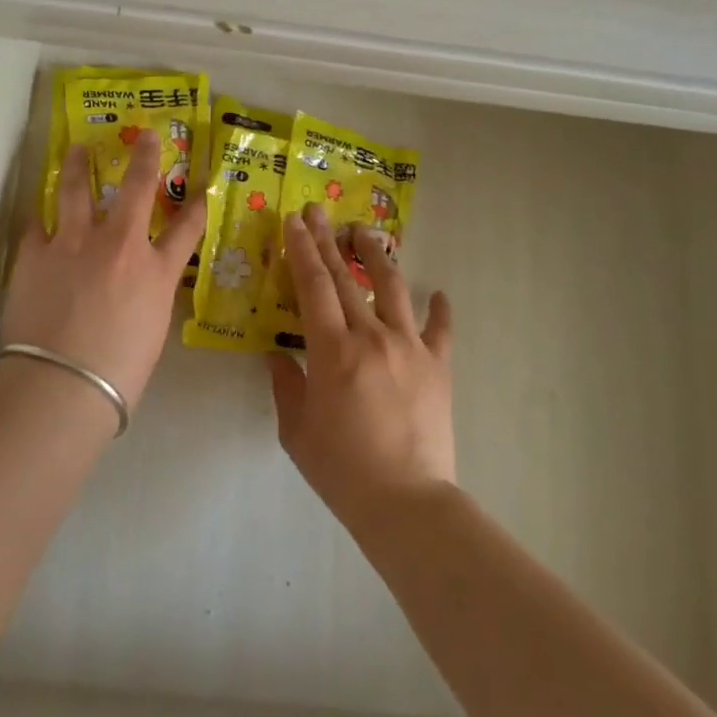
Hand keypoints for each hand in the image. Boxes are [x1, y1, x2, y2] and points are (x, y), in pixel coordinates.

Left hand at [1, 129, 206, 407]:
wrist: (62, 384)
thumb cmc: (118, 373)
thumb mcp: (152, 331)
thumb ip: (149, 297)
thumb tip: (140, 286)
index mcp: (155, 272)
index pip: (187, 230)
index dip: (196, 207)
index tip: (202, 189)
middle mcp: (119, 245)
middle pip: (135, 189)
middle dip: (144, 159)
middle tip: (145, 136)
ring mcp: (74, 243)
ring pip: (77, 191)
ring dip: (80, 166)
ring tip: (78, 149)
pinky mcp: (35, 252)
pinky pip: (37, 223)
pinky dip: (41, 216)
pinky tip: (39, 209)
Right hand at [267, 206, 455, 528]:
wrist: (407, 503)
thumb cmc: (342, 469)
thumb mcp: (296, 430)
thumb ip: (285, 385)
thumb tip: (275, 354)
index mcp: (332, 350)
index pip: (313, 286)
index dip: (301, 249)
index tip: (294, 221)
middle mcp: (372, 337)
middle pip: (347, 278)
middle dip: (328, 242)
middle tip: (318, 213)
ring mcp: (410, 348)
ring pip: (393, 289)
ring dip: (377, 257)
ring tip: (365, 234)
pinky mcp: (438, 367)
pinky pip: (440, 330)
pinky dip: (440, 310)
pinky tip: (439, 294)